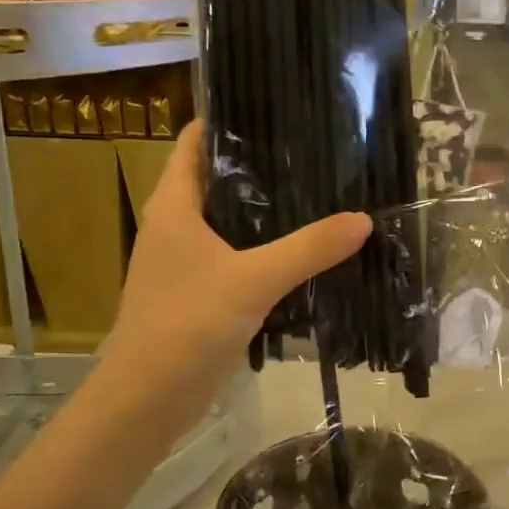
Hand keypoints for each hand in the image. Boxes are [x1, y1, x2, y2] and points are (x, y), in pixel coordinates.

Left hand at [98, 121, 371, 436]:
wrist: (144, 400)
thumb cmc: (186, 324)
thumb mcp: (253, 281)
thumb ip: (309, 249)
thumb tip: (363, 219)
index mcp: (174, 205)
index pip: (195, 142)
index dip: (230, 120)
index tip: (278, 108)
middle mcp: (175, 225)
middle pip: (217, 178)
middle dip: (260, 165)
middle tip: (314, 151)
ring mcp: (184, 261)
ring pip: (228, 220)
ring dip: (264, 210)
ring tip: (318, 193)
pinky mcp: (197, 292)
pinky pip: (234, 256)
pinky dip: (263, 248)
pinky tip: (301, 251)